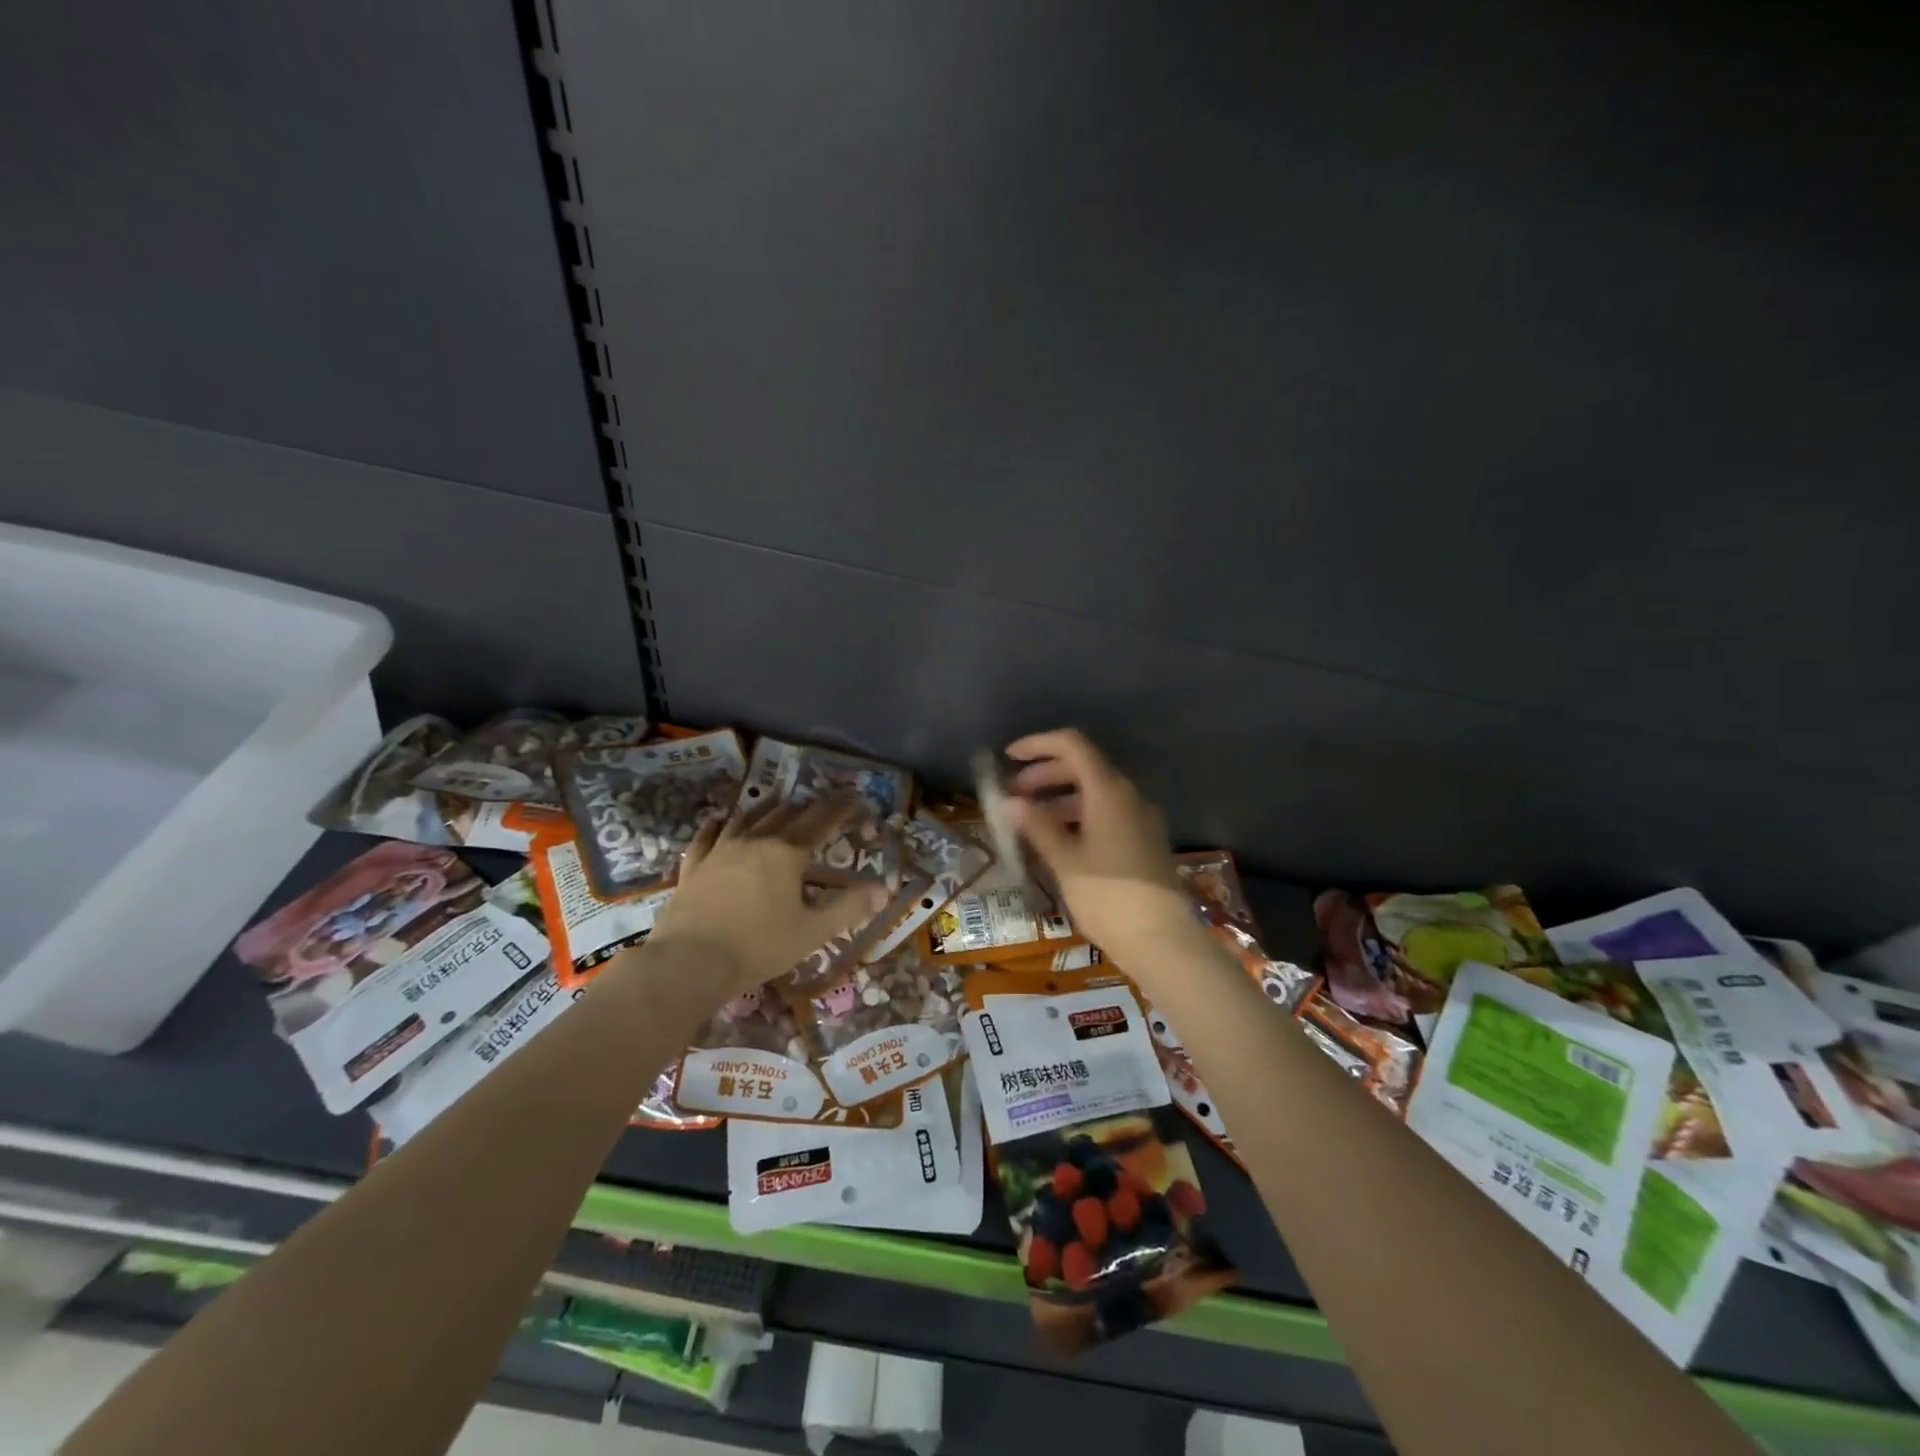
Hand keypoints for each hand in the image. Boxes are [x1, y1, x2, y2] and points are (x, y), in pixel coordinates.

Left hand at [642, 798, 889, 1001]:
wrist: (689, 962)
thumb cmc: (758, 947)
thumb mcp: (813, 932)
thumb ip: (849, 908)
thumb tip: (883, 890)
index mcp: (787, 853)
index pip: (820, 821)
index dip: (840, 809)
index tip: (854, 799)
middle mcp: (755, 841)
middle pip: (785, 814)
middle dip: (807, 806)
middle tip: (821, 805)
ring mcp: (720, 851)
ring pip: (747, 818)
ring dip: (767, 807)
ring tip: (778, 800)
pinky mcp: (694, 867)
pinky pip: (706, 837)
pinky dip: (716, 825)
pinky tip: (718, 819)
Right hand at [1003, 729, 1200, 968]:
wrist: (1164, 941)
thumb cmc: (1108, 897)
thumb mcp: (1065, 861)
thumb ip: (1038, 826)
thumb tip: (1011, 803)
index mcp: (1109, 791)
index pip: (1072, 745)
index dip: (1038, 745)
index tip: (1009, 758)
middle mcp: (1128, 796)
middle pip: (1083, 766)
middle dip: (1045, 774)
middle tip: (1015, 794)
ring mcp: (1140, 818)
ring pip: (1095, 792)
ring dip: (1061, 797)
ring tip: (1031, 820)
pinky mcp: (1144, 840)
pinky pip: (1107, 813)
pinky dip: (1079, 816)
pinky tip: (1059, 841)